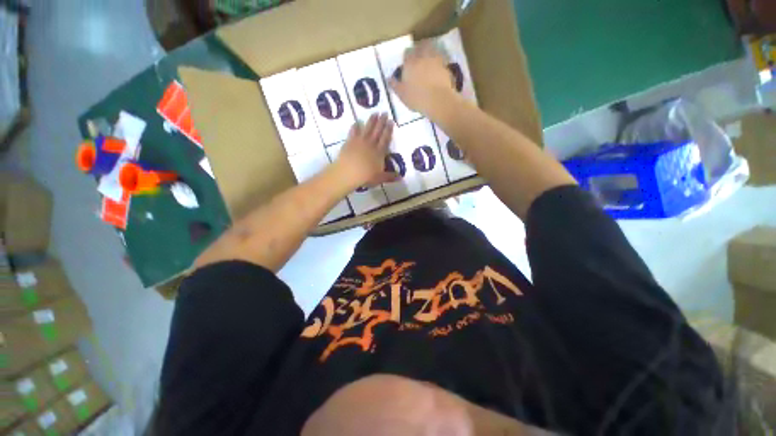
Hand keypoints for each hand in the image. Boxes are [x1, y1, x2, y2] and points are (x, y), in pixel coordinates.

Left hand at [334, 113, 397, 188]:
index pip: (385, 139)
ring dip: (371, 121)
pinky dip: (356, 127)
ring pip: (367, 129)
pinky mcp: (350, 142)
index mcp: (379, 152)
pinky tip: (357, 122)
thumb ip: (390, 177)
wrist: (348, 173)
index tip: (391, 121)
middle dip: (381, 121)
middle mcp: (371, 144)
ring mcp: (360, 142)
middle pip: (377, 131)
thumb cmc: (366, 176)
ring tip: (374, 113)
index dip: (389, 130)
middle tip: (384, 112)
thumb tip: (401, 178)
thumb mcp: (380, 178)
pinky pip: (353, 132)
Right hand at [389, 41, 460, 117]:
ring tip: (429, 61)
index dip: (406, 57)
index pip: (406, 53)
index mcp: (410, 62)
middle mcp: (423, 56)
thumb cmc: (417, 98)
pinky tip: (438, 69)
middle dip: (419, 49)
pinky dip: (440, 61)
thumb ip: (395, 85)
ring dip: (430, 52)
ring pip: (432, 49)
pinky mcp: (446, 66)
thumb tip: (389, 79)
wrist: (438, 100)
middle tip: (419, 57)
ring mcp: (436, 60)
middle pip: (421, 46)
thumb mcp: (402, 94)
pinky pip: (442, 59)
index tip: (406, 63)